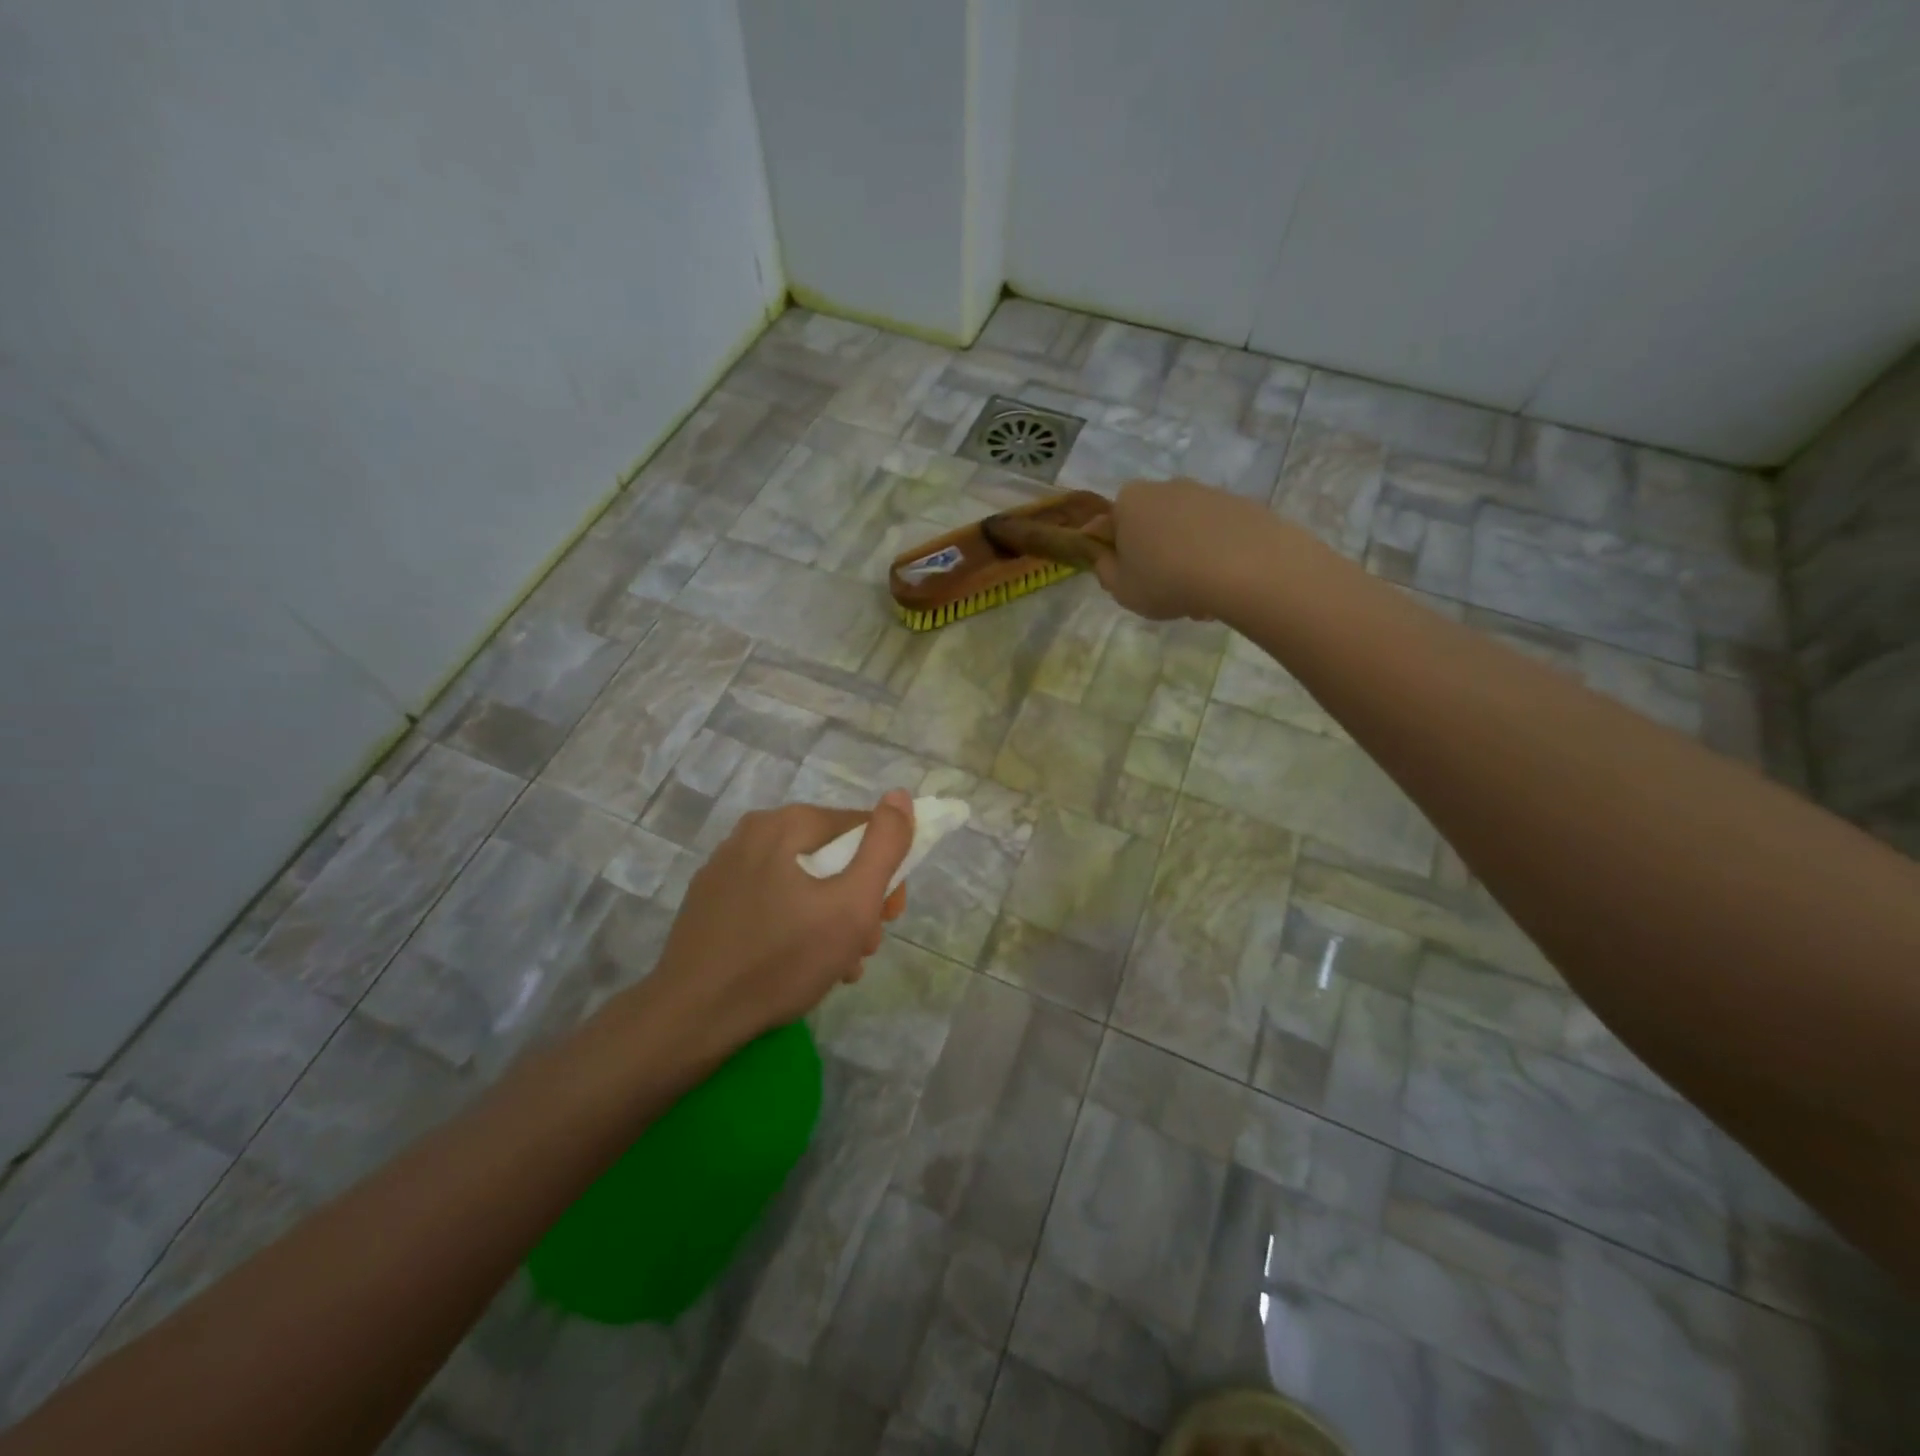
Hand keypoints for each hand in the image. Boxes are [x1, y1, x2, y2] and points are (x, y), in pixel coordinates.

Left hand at [643, 791, 914, 1054]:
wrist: (693, 1017)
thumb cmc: (782, 959)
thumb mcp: (852, 905)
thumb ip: (884, 847)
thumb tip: (900, 796)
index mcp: (787, 823)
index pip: (862, 829)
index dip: (887, 870)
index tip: (888, 916)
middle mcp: (753, 832)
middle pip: (831, 855)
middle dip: (858, 900)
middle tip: (865, 947)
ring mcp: (726, 865)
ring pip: (803, 880)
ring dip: (831, 917)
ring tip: (838, 965)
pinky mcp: (711, 899)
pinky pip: (772, 898)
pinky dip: (796, 922)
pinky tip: (801, 962)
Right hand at [1089, 477, 1273, 619]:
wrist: (1245, 567)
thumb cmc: (1167, 579)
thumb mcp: (1121, 589)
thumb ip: (1105, 571)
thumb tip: (1108, 558)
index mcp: (1129, 501)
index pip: (1112, 525)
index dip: (1118, 554)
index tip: (1130, 579)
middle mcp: (1166, 486)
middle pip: (1152, 525)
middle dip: (1157, 555)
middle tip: (1166, 591)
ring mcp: (1207, 492)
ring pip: (1187, 531)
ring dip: (1188, 559)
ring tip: (1201, 596)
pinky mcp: (1242, 504)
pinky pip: (1218, 534)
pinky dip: (1217, 555)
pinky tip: (1226, 584)